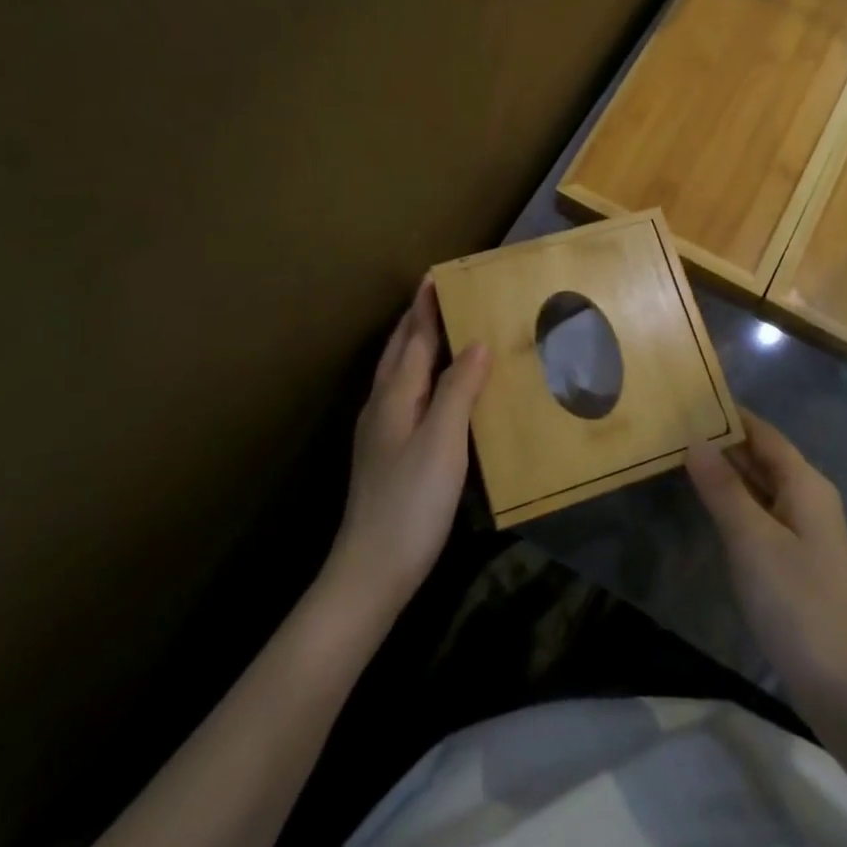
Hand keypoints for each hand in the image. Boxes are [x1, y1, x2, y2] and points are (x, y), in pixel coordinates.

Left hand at [327, 279, 490, 615]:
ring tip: (441, 330)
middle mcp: (383, 406)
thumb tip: (476, 342)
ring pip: (399, 374)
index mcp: (395, 396)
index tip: (437, 276)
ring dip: (416, 345)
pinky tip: (436, 389)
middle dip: (417, 320)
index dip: (426, 308)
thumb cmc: (411, 502)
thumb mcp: (442, 442)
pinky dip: (421, 376)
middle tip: (440, 294)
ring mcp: (381, 432)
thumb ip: (458, 389)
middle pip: (399, 352)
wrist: (371, 571)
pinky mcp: (388, 454)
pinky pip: (406, 396)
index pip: (413, 339)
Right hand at [686, 413, 846, 711]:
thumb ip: (723, 489)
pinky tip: (709, 505)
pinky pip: (761, 515)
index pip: (764, 434)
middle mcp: (808, 499)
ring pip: (761, 488)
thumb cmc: (798, 602)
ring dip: (727, 473)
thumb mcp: (753, 541)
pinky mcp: (796, 560)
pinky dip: (735, 503)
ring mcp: (804, 531)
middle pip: (763, 458)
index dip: (731, 415)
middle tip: (675, 425)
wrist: (844, 685)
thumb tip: (696, 441)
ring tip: (681, 455)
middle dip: (724, 442)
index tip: (692, 398)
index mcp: (805, 484)